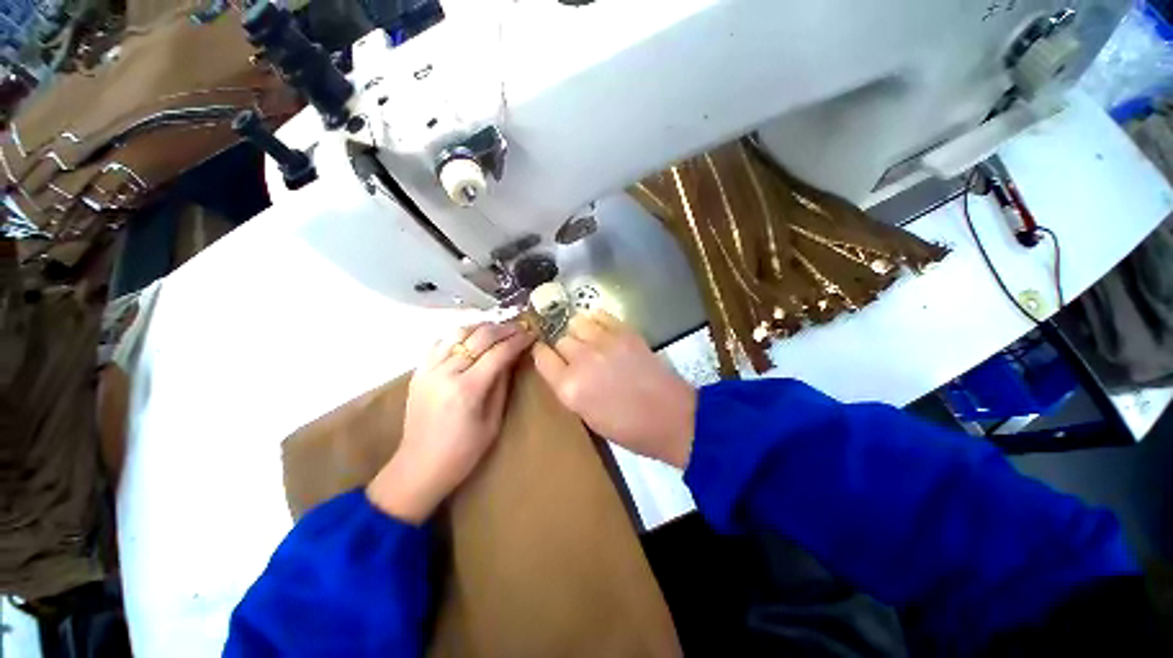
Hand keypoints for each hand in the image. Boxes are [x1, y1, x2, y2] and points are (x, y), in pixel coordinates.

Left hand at [367, 321, 534, 522]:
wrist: (419, 466)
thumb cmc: (463, 452)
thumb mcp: (492, 421)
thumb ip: (502, 385)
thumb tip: (513, 358)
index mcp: (467, 389)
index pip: (499, 353)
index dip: (518, 340)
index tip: (532, 334)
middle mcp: (446, 373)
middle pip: (479, 337)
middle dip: (504, 329)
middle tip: (520, 327)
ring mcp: (429, 370)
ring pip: (458, 333)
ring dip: (481, 327)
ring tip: (498, 329)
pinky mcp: (419, 372)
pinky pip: (439, 342)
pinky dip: (458, 335)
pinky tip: (470, 338)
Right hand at [532, 311, 695, 467]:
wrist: (670, 417)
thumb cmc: (628, 428)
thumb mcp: (587, 416)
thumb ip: (569, 388)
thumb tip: (563, 367)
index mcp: (569, 388)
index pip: (542, 357)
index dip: (543, 355)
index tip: (548, 355)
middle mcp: (582, 360)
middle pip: (560, 339)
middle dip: (564, 348)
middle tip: (578, 357)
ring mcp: (605, 343)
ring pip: (577, 322)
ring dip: (579, 332)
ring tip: (590, 342)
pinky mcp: (625, 332)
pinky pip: (599, 315)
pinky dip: (597, 321)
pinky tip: (603, 333)